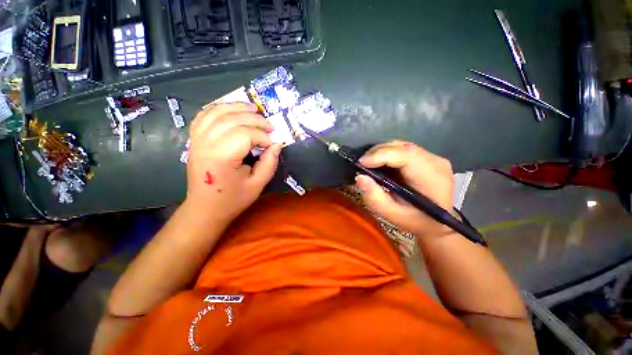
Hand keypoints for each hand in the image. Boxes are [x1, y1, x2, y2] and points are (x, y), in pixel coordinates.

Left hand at [186, 103, 281, 221]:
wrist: (205, 208)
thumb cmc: (233, 199)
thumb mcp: (257, 184)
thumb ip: (269, 163)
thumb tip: (277, 144)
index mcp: (221, 157)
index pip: (246, 134)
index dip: (263, 137)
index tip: (272, 145)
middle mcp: (206, 143)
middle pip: (232, 119)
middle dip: (255, 119)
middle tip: (270, 126)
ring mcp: (197, 139)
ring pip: (217, 112)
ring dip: (237, 107)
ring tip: (254, 108)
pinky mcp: (194, 139)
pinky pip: (204, 115)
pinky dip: (219, 108)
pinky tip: (232, 109)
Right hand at [355, 141, 454, 238]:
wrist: (437, 224)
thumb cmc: (415, 221)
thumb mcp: (392, 215)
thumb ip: (375, 197)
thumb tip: (360, 177)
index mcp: (431, 177)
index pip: (405, 155)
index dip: (381, 155)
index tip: (361, 163)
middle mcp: (436, 162)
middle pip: (402, 147)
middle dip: (378, 152)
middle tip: (362, 163)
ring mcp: (434, 158)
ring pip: (402, 146)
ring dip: (382, 152)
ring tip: (369, 163)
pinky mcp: (428, 158)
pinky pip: (404, 150)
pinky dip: (389, 153)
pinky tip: (381, 163)